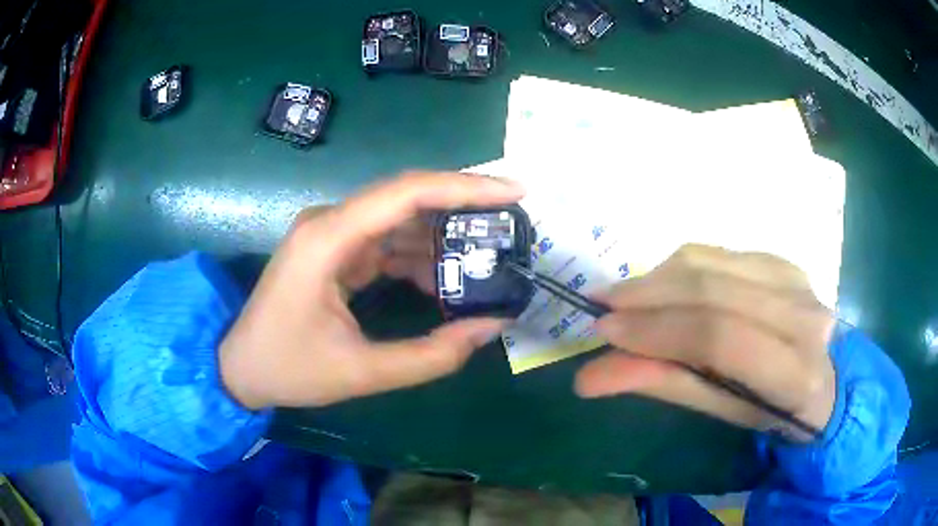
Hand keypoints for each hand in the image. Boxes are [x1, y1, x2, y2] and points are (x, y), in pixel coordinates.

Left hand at [220, 172, 524, 409]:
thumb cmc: (288, 368)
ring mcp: (331, 234)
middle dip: (463, 210)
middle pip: (408, 198)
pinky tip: (442, 281)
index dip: (466, 187)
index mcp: (329, 238)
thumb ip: (431, 355)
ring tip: (485, 261)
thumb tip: (490, 327)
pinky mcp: (334, 250)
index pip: (407, 192)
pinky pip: (386, 241)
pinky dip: (418, 257)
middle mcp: (331, 222)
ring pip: (400, 220)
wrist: (239, 368)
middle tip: (511, 227)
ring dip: (442, 238)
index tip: (516, 192)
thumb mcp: (363, 372)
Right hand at [575, 244, 836, 440]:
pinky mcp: (784, 261)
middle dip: (648, 296)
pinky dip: (682, 267)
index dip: (658, 331)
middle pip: (713, 290)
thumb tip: (590, 376)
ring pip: (714, 263)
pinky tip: (662, 284)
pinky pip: (722, 253)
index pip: (720, 338)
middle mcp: (802, 316)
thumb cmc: (770, 410)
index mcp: (794, 372)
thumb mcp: (721, 410)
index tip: (606, 331)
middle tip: (601, 305)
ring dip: (659, 276)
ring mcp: (796, 280)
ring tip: (622, 295)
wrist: (821, 378)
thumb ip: (664, 385)